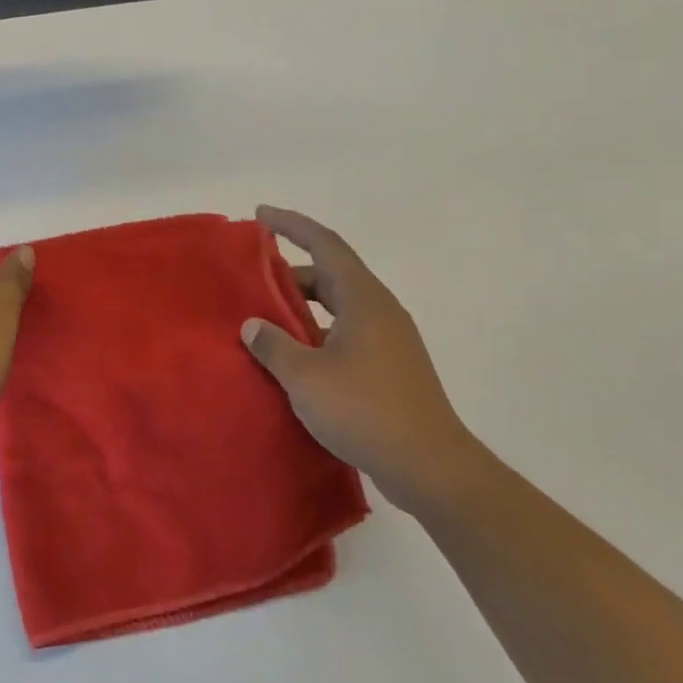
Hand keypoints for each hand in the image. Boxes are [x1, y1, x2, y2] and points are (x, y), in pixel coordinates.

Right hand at [243, 206, 482, 515]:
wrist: (431, 467)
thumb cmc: (366, 411)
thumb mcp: (306, 377)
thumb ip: (274, 345)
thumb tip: (252, 325)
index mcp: (363, 299)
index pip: (325, 244)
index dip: (291, 225)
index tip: (260, 215)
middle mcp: (379, 309)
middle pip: (331, 274)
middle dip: (291, 272)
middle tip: (253, 279)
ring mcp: (389, 339)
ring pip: (339, 306)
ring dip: (303, 306)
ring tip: (267, 319)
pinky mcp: (391, 366)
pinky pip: (346, 332)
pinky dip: (317, 332)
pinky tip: (295, 357)